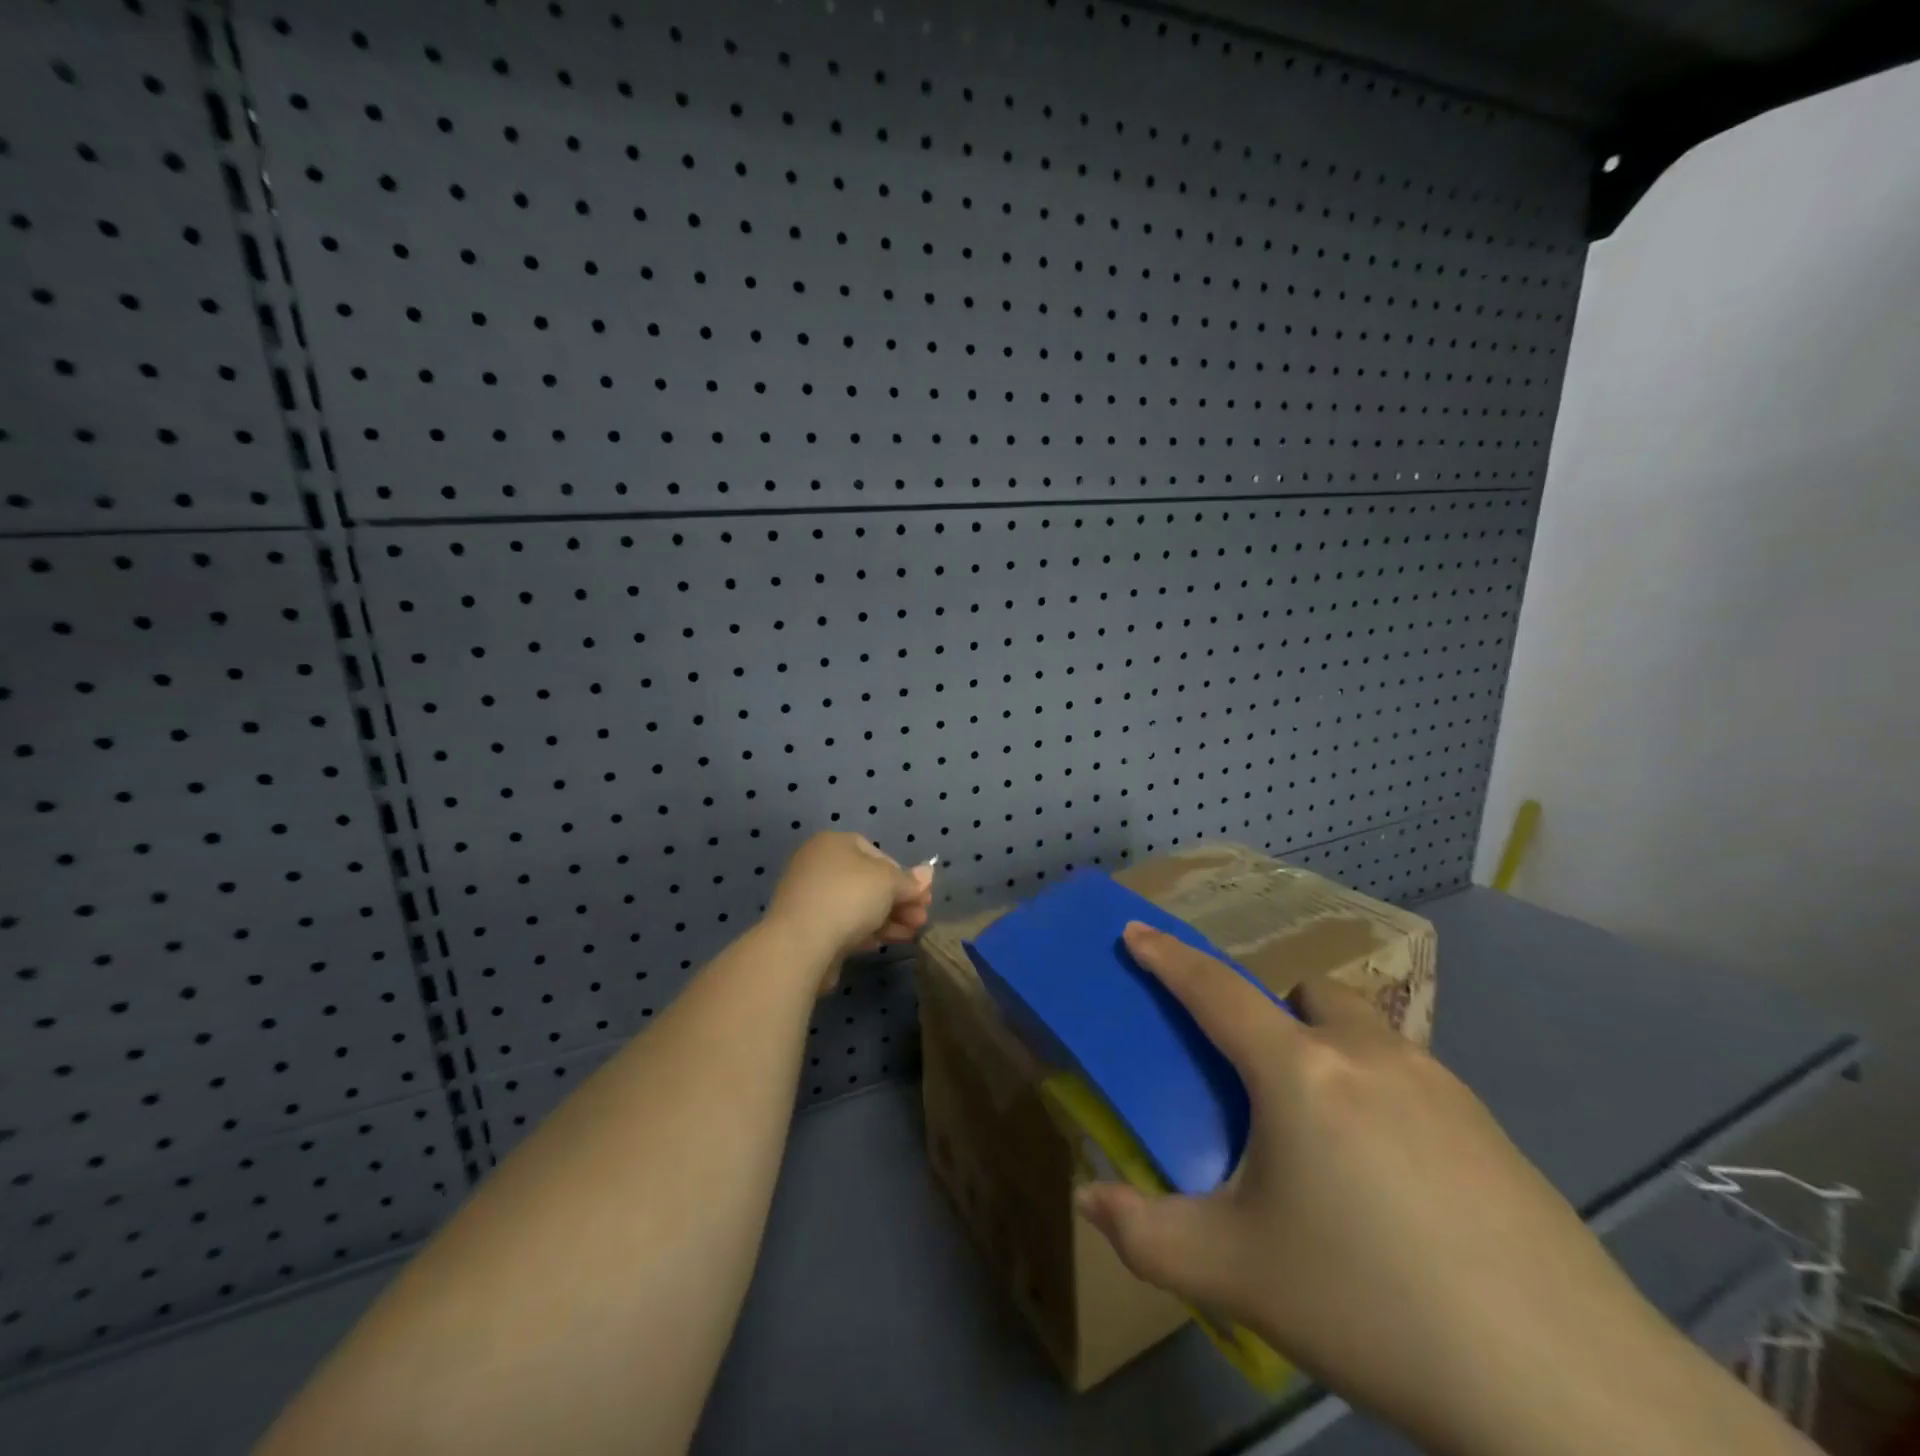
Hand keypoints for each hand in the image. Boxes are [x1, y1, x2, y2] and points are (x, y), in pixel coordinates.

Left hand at [765, 833, 933, 978]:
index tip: (921, 897)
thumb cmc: (848, 898)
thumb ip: (909, 880)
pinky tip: (882, 943)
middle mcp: (818, 864)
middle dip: (899, 901)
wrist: (800, 944)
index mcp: (834, 843)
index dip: (904, 876)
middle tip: (920, 919)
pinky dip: (865, 931)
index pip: (878, 854)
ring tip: (910, 935)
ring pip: (857, 905)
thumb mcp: (888, 882)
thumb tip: (928, 873)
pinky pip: (842, 924)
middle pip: (868, 882)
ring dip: (887, 918)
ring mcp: (809, 896)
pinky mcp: (806, 927)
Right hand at [1075, 924, 1787, 1455]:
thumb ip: (1147, 1235)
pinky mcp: (1489, 1124)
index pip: (1213, 991)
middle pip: (1305, 994)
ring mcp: (1437, 1083)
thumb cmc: (1372, 1305)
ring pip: (1364, 1031)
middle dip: (1274, 1017)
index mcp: (1297, 1072)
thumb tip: (1090, 1202)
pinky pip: (1411, 1077)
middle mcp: (1365, 1053)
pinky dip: (1382, 1096)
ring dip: (1331, 1052)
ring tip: (1332, 1145)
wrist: (1566, 1386)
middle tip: (1264, 1090)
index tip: (1135, 930)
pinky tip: (1400, 1187)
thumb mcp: (1237, 1275)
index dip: (1167, 957)